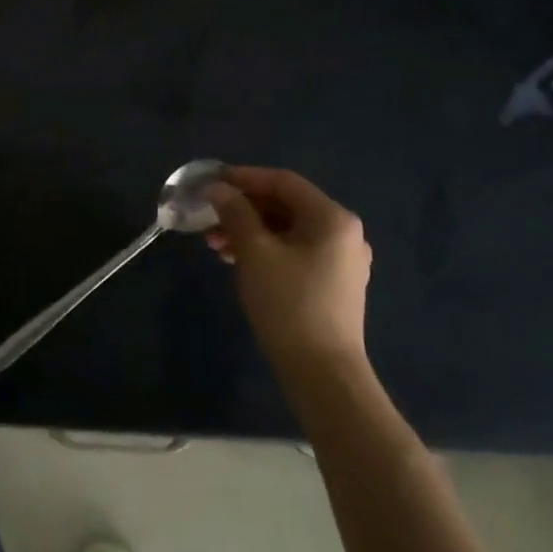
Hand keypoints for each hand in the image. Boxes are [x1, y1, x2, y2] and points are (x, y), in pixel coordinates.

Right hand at [206, 167, 372, 389]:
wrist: (323, 373)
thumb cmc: (289, 303)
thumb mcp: (254, 252)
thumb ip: (235, 213)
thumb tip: (218, 188)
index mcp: (332, 218)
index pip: (283, 182)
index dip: (244, 178)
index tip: (211, 183)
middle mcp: (344, 233)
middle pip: (286, 205)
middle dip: (243, 208)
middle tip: (209, 218)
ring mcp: (342, 260)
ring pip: (287, 230)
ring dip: (250, 230)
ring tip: (216, 244)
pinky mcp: (334, 284)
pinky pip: (295, 251)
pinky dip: (265, 249)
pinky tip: (237, 260)